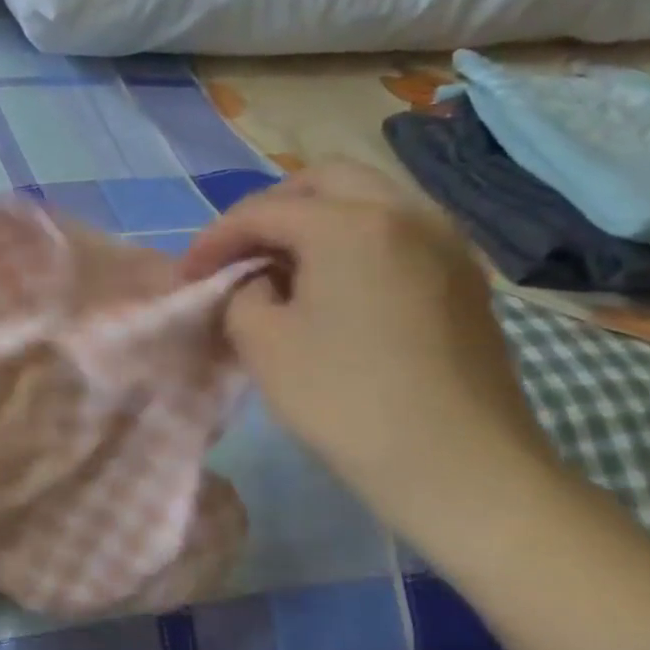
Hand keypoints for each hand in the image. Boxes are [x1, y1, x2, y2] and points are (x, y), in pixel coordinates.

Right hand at [183, 160, 559, 531]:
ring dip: (315, 219)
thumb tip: (259, 281)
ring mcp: (445, 242)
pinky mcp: (463, 276)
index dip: (214, 238)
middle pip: (323, 181)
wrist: (460, 467)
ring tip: (282, 266)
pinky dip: (354, 238)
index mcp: (350, 223)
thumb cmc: (346, 400)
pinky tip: (333, 284)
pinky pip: (397, 230)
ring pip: (367, 199)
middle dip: (270, 209)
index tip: (187, 274)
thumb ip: (242, 293)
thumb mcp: (261, 342)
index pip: (263, 211)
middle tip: (238, 252)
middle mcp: (405, 213)